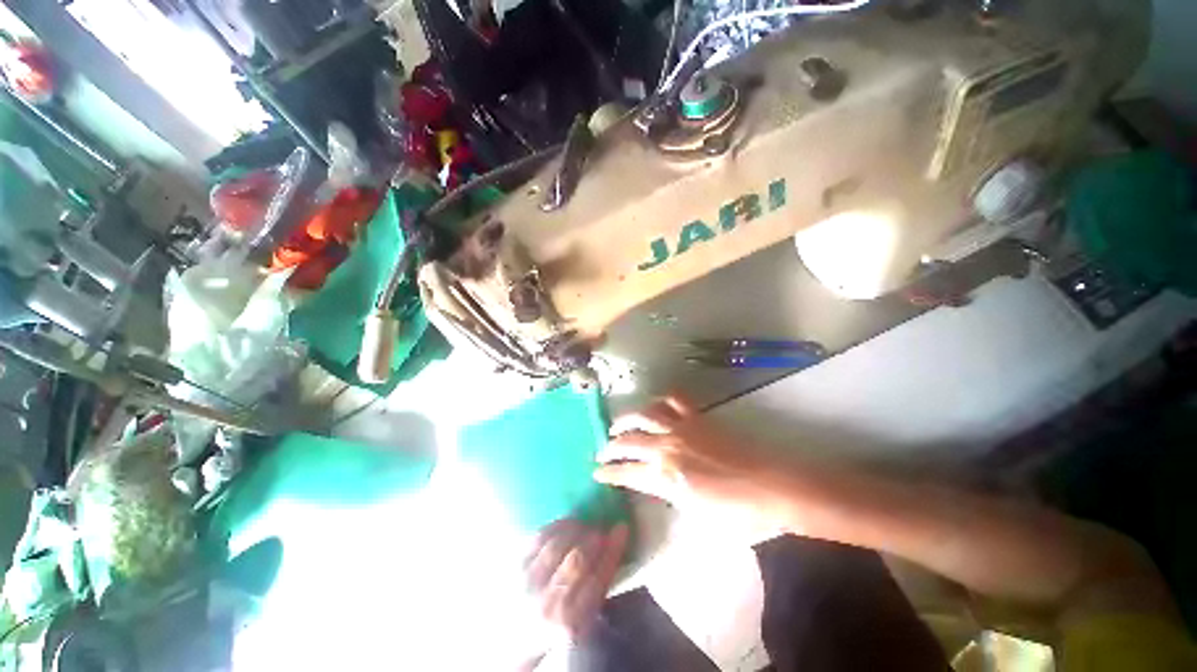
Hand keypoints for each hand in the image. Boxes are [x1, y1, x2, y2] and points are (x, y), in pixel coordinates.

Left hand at [523, 520, 628, 645]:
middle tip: (601, 527)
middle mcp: (548, 605)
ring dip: (576, 528)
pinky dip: (557, 525)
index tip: (621, 528)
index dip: (612, 550)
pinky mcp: (515, 566)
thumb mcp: (584, 618)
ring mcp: (528, 584)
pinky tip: (568, 522)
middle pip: (577, 561)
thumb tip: (615, 542)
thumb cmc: (558, 621)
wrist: (514, 635)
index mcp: (572, 623)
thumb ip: (599, 586)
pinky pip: (539, 536)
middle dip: (594, 537)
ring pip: (558, 545)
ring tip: (585, 524)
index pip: (598, 580)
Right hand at [594, 396, 782, 536]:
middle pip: (628, 442)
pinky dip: (661, 400)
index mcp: (666, 477)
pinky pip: (674, 400)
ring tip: (618, 425)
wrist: (771, 487)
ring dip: (627, 419)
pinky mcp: (697, 418)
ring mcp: (682, 428)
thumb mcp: (698, 519)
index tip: (596, 472)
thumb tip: (659, 487)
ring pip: (644, 415)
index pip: (627, 473)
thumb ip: (672, 499)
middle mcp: (667, 447)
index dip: (608, 473)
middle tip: (602, 450)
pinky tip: (656, 406)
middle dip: (610, 446)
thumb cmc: (738, 514)